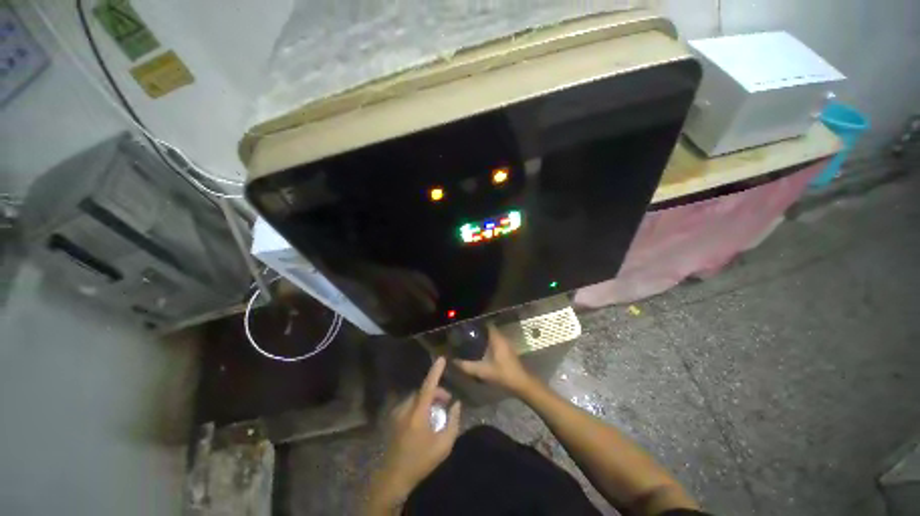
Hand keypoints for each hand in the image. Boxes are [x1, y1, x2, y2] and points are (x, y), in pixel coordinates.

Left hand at [367, 358, 460, 513]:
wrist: (394, 478)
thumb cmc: (421, 461)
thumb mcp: (444, 445)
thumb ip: (453, 422)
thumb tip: (457, 404)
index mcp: (418, 413)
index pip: (428, 386)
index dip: (435, 371)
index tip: (441, 358)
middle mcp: (406, 408)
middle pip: (423, 391)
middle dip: (437, 392)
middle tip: (448, 402)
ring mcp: (397, 413)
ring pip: (416, 397)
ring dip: (428, 399)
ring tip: (437, 411)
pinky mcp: (394, 419)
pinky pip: (409, 404)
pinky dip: (419, 405)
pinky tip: (424, 418)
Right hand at [454, 325, 534, 394]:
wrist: (522, 383)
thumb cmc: (503, 374)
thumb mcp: (483, 371)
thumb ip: (467, 366)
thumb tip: (453, 361)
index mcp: (497, 338)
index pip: (486, 324)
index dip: (476, 324)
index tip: (466, 326)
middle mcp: (502, 338)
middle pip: (488, 330)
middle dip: (478, 331)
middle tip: (465, 335)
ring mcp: (506, 344)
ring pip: (492, 336)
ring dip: (483, 338)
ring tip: (470, 341)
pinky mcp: (507, 351)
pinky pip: (495, 342)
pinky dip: (488, 344)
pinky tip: (480, 350)